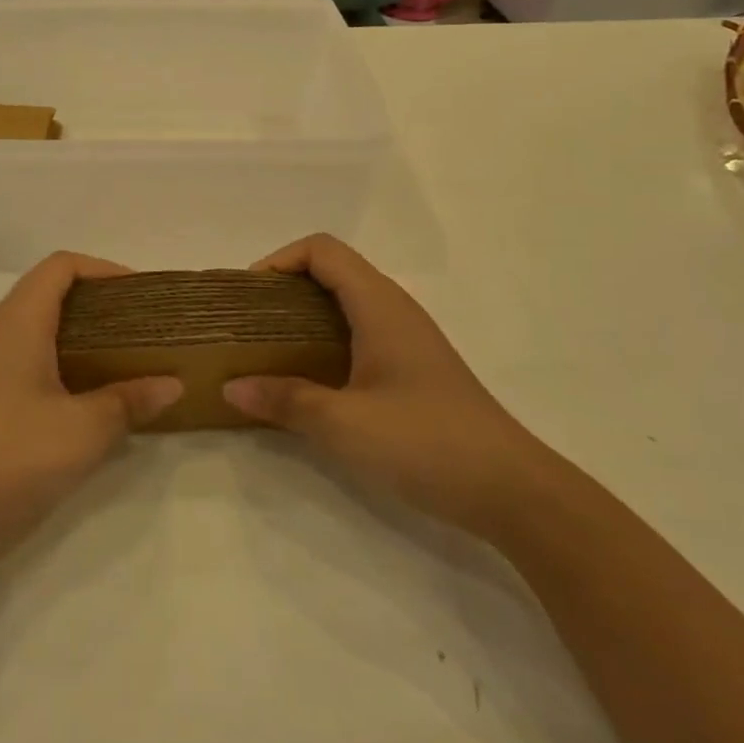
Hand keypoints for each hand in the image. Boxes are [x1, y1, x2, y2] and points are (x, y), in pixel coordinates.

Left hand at [0, 252, 181, 581]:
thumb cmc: (9, 456)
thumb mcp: (82, 430)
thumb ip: (128, 402)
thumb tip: (172, 384)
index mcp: (20, 321)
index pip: (61, 266)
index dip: (104, 269)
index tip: (144, 295)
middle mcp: (5, 335)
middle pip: (57, 297)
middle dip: (105, 307)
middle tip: (149, 330)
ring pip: (50, 336)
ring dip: (92, 343)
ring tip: (137, 363)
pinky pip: (42, 370)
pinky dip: (75, 374)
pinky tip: (104, 403)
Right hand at [223, 234, 547, 534]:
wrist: (513, 492)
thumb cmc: (427, 443)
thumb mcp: (345, 424)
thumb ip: (284, 401)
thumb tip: (230, 388)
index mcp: (379, 305)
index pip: (322, 250)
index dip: (280, 259)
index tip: (249, 295)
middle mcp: (394, 310)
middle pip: (332, 272)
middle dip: (284, 288)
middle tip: (249, 324)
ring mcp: (407, 340)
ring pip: (346, 304)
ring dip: (303, 316)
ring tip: (269, 350)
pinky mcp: (413, 369)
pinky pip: (359, 333)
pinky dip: (325, 340)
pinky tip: (310, 380)